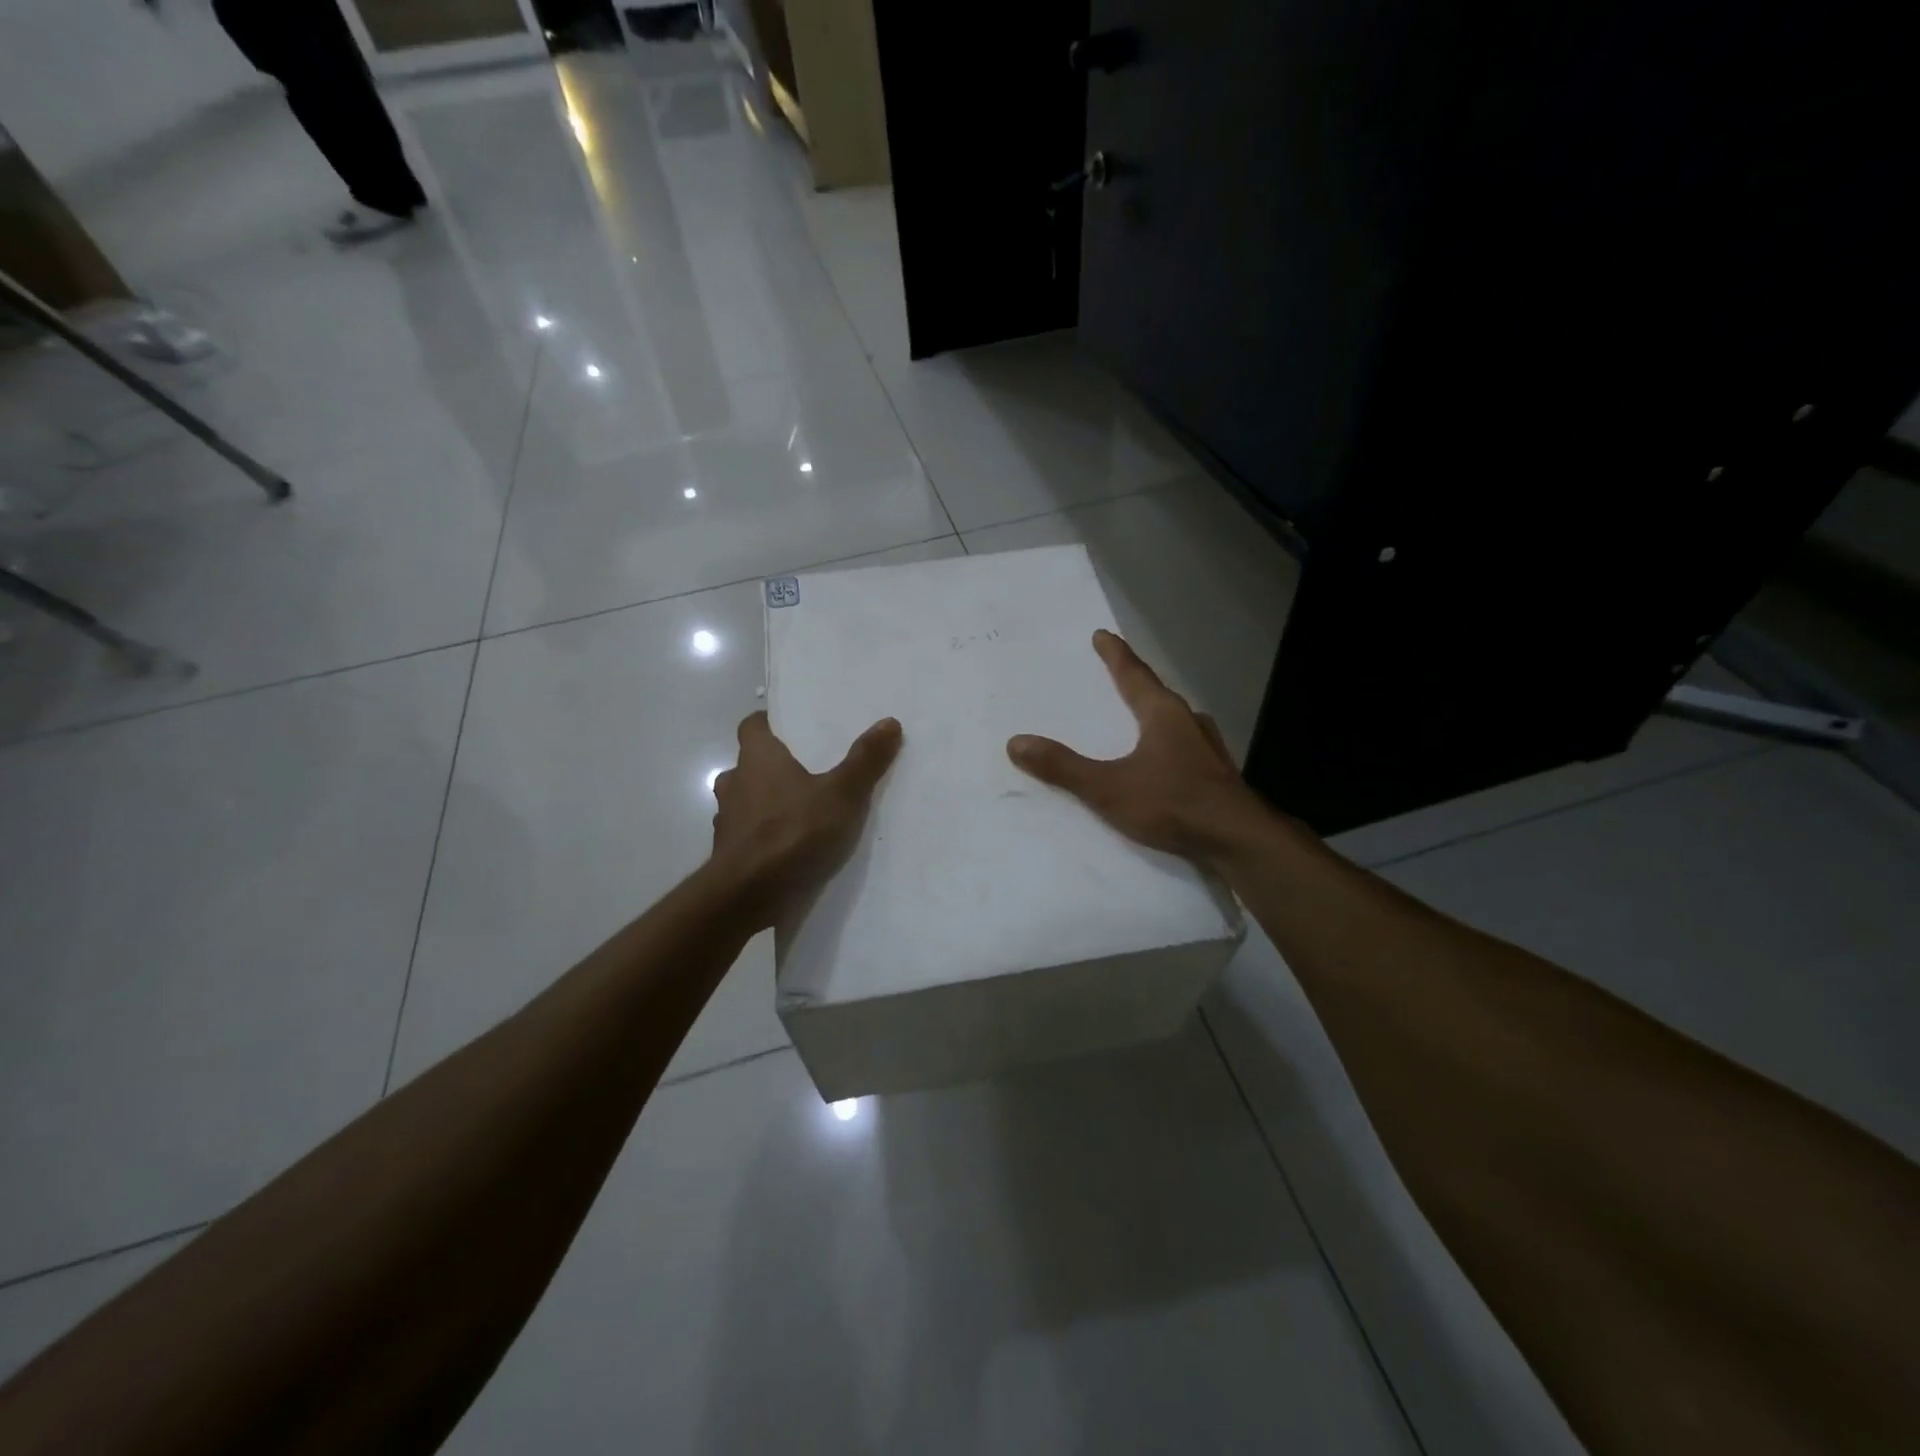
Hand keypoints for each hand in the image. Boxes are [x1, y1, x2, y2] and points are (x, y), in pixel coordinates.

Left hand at [711, 711, 902, 927]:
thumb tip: (889, 721)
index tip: (792, 729)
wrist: (747, 896)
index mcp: (757, 758)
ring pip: (746, 801)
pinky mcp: (728, 854)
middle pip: (750, 764)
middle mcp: (735, 783)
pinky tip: (790, 848)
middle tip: (809, 772)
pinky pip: (748, 835)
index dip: (769, 724)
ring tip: (803, 812)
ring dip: (767, 803)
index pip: (752, 726)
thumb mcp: (841, 795)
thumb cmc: (793, 832)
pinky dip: (764, 836)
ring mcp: (726, 820)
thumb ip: (865, 760)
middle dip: (774, 767)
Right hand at [1007, 630, 1268, 864]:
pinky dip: (1166, 744)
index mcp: (1163, 713)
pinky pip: (1183, 746)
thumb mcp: (1109, 787)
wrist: (1238, 840)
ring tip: (1137, 717)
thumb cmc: (1173, 803)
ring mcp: (1207, 748)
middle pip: (1156, 693)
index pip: (1133, 674)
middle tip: (1116, 675)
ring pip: (1174, 720)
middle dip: (1134, 683)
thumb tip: (1016, 742)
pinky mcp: (1216, 774)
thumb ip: (1064, 767)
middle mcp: (1188, 722)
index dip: (1115, 655)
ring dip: (1153, 714)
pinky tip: (1162, 760)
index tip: (1102, 635)